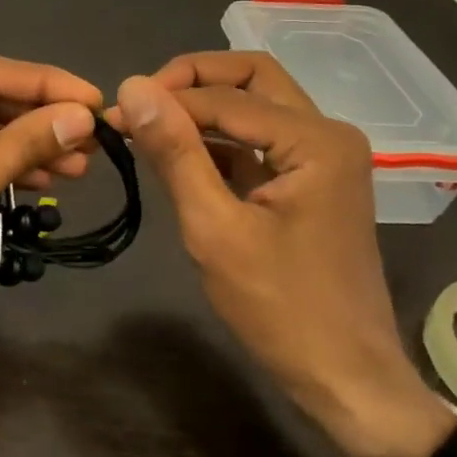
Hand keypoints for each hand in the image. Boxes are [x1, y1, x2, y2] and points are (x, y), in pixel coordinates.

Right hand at [114, 52, 448, 456]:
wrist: (345, 378)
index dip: (165, 100)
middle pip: (251, 77)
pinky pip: (259, 140)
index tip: (110, 114)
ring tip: (149, 130)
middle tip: (141, 104)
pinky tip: (180, 157)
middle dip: (192, 82)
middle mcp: (327, 133)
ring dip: (204, 109)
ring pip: (256, 105)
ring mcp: (323, 157)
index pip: (225, 97)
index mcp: (315, 139)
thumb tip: (133, 86)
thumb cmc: (280, 308)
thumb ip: (175, 152)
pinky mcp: (311, 181)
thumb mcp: (215, 228)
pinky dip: (219, 140)